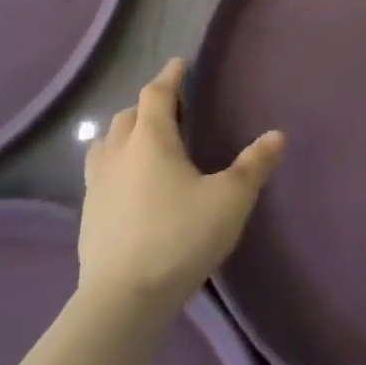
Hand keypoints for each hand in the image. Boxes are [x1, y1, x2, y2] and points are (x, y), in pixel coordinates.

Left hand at [78, 58, 284, 320]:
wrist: (123, 300)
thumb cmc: (180, 237)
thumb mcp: (230, 199)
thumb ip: (254, 165)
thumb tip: (278, 135)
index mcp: (151, 139)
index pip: (156, 93)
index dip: (169, 76)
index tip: (179, 64)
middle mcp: (119, 153)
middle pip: (128, 115)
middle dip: (149, 105)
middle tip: (172, 109)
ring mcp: (97, 185)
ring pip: (107, 142)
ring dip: (125, 133)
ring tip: (145, 142)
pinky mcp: (88, 215)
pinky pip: (100, 173)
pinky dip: (115, 164)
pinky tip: (128, 184)